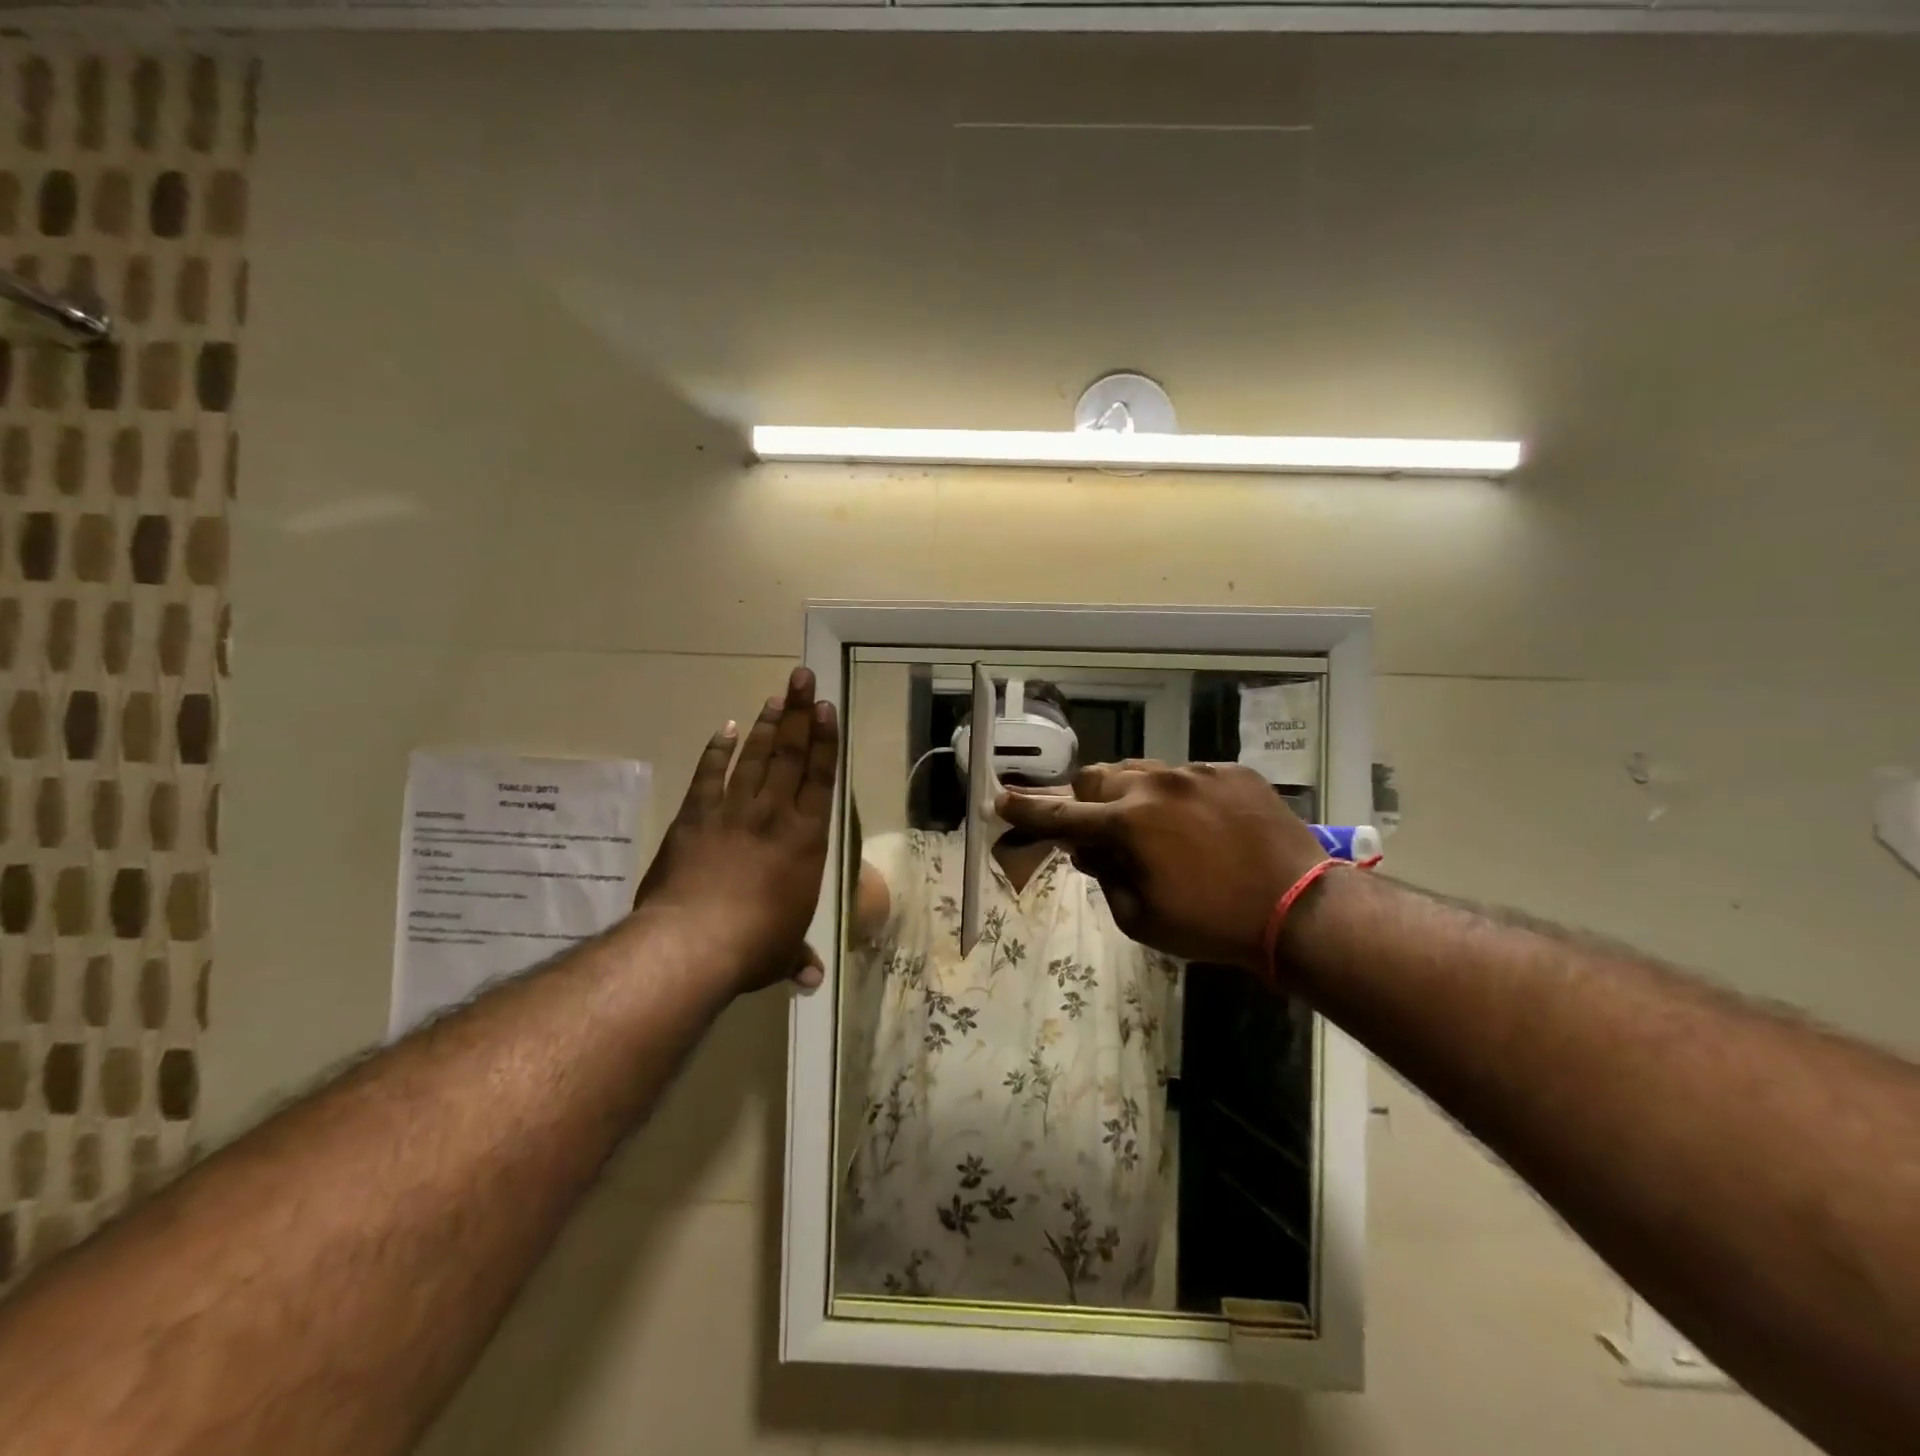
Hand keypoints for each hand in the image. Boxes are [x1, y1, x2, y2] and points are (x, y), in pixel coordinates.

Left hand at [635, 667, 838, 993]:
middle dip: (798, 713)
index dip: (824, 741)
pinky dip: (717, 751)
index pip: (820, 778)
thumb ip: (796, 957)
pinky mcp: (695, 817)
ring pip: (755, 757)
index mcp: (806, 839)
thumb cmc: (753, 946)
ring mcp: (732, 811)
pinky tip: (726, 728)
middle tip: (803, 678)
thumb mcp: (781, 953)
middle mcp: (774, 814)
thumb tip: (811, 979)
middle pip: (790, 754)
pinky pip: (709, 775)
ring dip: (766, 724)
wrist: (693, 943)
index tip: (826, 708)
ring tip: (776, 695)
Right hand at [998, 760, 1325, 969]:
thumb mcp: (1141, 919)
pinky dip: (1177, 797)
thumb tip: (1088, 850)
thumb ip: (1103, 877)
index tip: (1001, 799)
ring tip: (1152, 827)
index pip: (1062, 815)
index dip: (1028, 811)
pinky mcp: (1230, 771)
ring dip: (1131, 795)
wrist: (1300, 909)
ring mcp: (1196, 772)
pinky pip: (1187, 775)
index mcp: (1127, 824)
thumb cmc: (1212, 924)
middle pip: (1098, 776)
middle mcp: (1155, 785)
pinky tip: (1200, 826)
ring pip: (1142, 770)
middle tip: (1097, 827)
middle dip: (1086, 800)